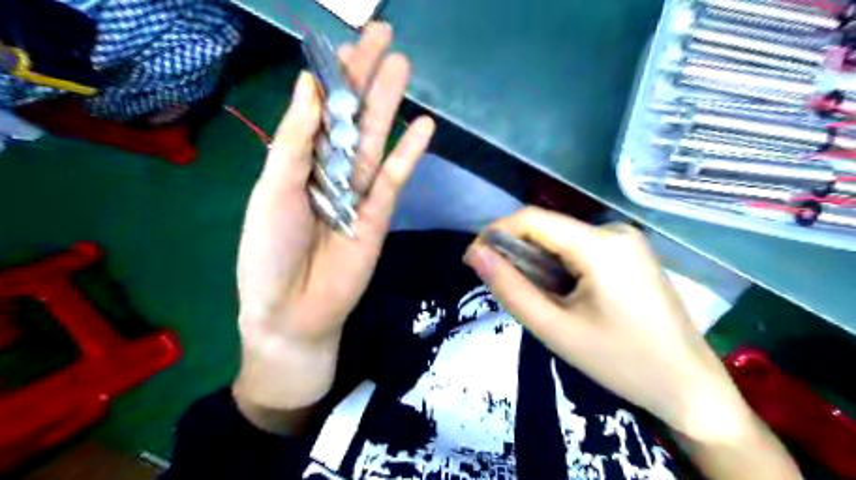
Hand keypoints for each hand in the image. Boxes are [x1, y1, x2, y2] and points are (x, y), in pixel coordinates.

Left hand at [232, 24, 434, 416]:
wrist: (293, 310)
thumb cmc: (269, 252)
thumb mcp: (272, 190)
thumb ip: (296, 142)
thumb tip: (309, 86)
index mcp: (299, 163)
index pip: (319, 111)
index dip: (332, 77)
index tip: (345, 42)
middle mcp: (330, 172)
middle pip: (351, 119)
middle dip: (366, 79)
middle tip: (384, 38)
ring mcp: (358, 193)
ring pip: (375, 141)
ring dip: (388, 105)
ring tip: (402, 66)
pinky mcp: (380, 214)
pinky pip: (394, 178)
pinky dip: (409, 154)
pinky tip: (424, 126)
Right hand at [466, 208, 750, 440]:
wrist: (688, 385)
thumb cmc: (621, 361)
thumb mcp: (555, 328)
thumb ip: (511, 288)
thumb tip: (475, 255)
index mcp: (600, 245)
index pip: (531, 219)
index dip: (495, 234)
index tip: (473, 261)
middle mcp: (614, 230)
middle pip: (547, 228)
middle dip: (516, 253)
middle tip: (504, 289)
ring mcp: (626, 240)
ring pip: (561, 240)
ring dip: (537, 262)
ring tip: (536, 299)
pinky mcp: (629, 252)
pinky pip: (579, 248)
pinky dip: (558, 266)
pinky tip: (562, 295)